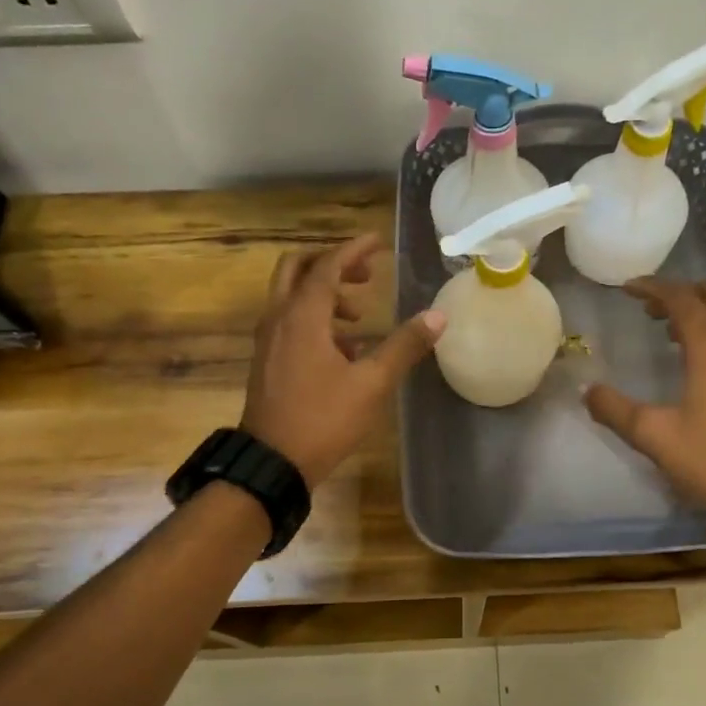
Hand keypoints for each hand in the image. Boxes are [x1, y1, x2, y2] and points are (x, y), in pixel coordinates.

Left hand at [241, 233, 444, 487]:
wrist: (272, 463)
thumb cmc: (323, 419)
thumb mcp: (371, 383)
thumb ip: (404, 346)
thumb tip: (437, 317)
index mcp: (302, 316)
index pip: (328, 266)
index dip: (354, 250)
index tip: (378, 242)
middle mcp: (279, 318)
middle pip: (298, 269)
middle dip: (332, 264)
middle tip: (366, 275)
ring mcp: (268, 340)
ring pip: (292, 296)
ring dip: (326, 294)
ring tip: (361, 316)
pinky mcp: (268, 360)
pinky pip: (290, 322)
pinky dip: (316, 320)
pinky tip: (345, 349)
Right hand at [584, 277, 705, 519]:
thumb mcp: (655, 437)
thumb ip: (615, 410)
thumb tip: (586, 390)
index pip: (682, 299)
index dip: (653, 288)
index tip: (626, 288)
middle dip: (678, 293)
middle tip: (646, 307)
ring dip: (698, 311)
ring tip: (665, 328)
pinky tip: (693, 359)